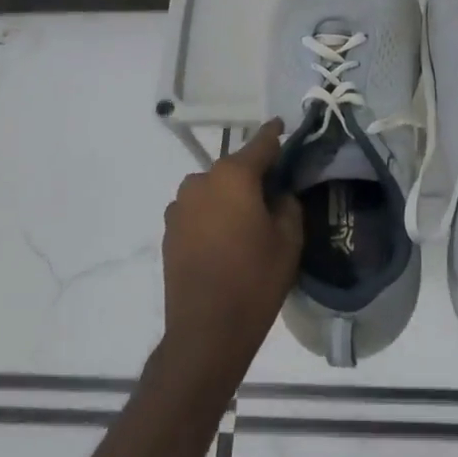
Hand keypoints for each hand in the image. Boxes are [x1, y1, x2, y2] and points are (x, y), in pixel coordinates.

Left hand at [160, 119, 302, 382]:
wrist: (206, 331)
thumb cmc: (255, 280)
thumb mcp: (289, 240)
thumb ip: (287, 204)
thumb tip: (277, 194)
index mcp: (233, 176)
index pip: (261, 144)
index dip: (275, 134)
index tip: (282, 125)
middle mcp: (201, 181)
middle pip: (234, 168)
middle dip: (253, 175)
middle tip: (274, 195)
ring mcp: (179, 206)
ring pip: (214, 190)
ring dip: (230, 197)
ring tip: (247, 223)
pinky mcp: (169, 230)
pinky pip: (198, 211)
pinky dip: (213, 216)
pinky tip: (225, 241)